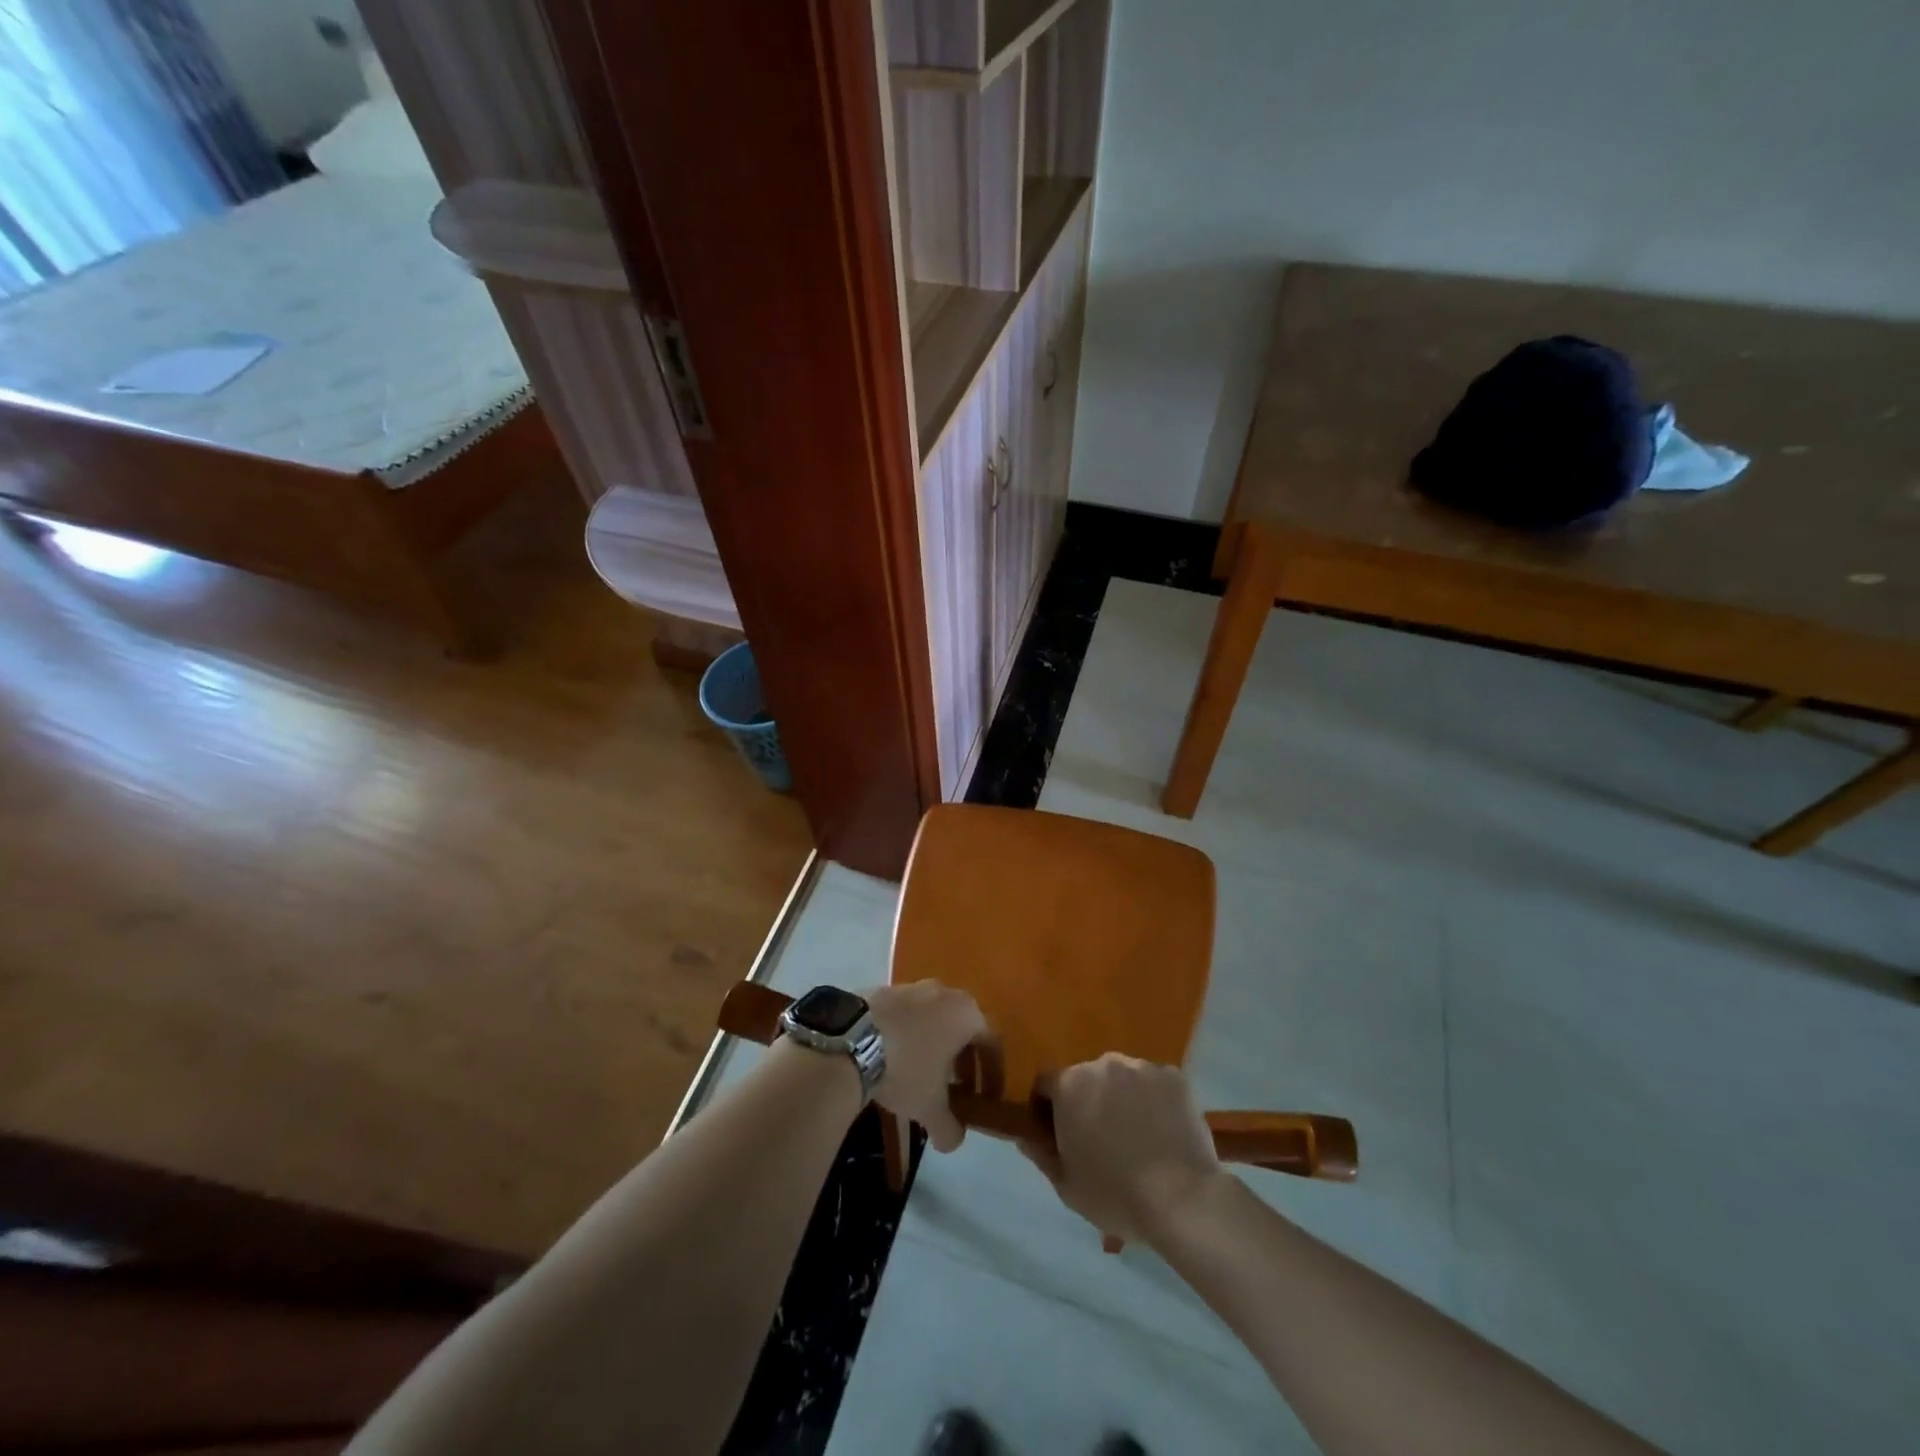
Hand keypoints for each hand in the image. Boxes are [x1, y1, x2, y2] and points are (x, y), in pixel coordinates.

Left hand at [864, 982, 991, 1152]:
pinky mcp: (885, 990)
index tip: (988, 1098)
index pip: (992, 1044)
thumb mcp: (930, 1107)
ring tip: (925, 1076)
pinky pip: (908, 1016)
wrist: (850, 1040)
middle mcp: (945, 992)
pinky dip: (910, 1036)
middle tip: (958, 1090)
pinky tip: (896, 1059)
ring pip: (935, 1019)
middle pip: (964, 1028)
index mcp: (967, 1014)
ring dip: (936, 1047)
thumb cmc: (905, 1068)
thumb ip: (950, 1128)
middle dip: (964, 1061)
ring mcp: (913, 987)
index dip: (993, 1075)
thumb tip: (952, 1141)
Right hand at [1019, 1054, 1223, 1243]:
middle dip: (1087, 1101)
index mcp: (1070, 1084)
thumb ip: (1041, 1155)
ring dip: (1121, 1098)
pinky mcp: (1173, 1076)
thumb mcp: (1067, 1186)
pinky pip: (1155, 1083)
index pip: (1046, 1084)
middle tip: (1101, 1139)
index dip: (1046, 1108)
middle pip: (1086, 1078)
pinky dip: (1154, 1100)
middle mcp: (1102, 1064)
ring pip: (1122, 1078)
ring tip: (1137, 1136)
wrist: (1182, 1199)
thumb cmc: (1115, 1194)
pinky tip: (1163, 1131)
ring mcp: (1141, 1067)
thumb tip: (1024, 1136)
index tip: (1057, 1134)